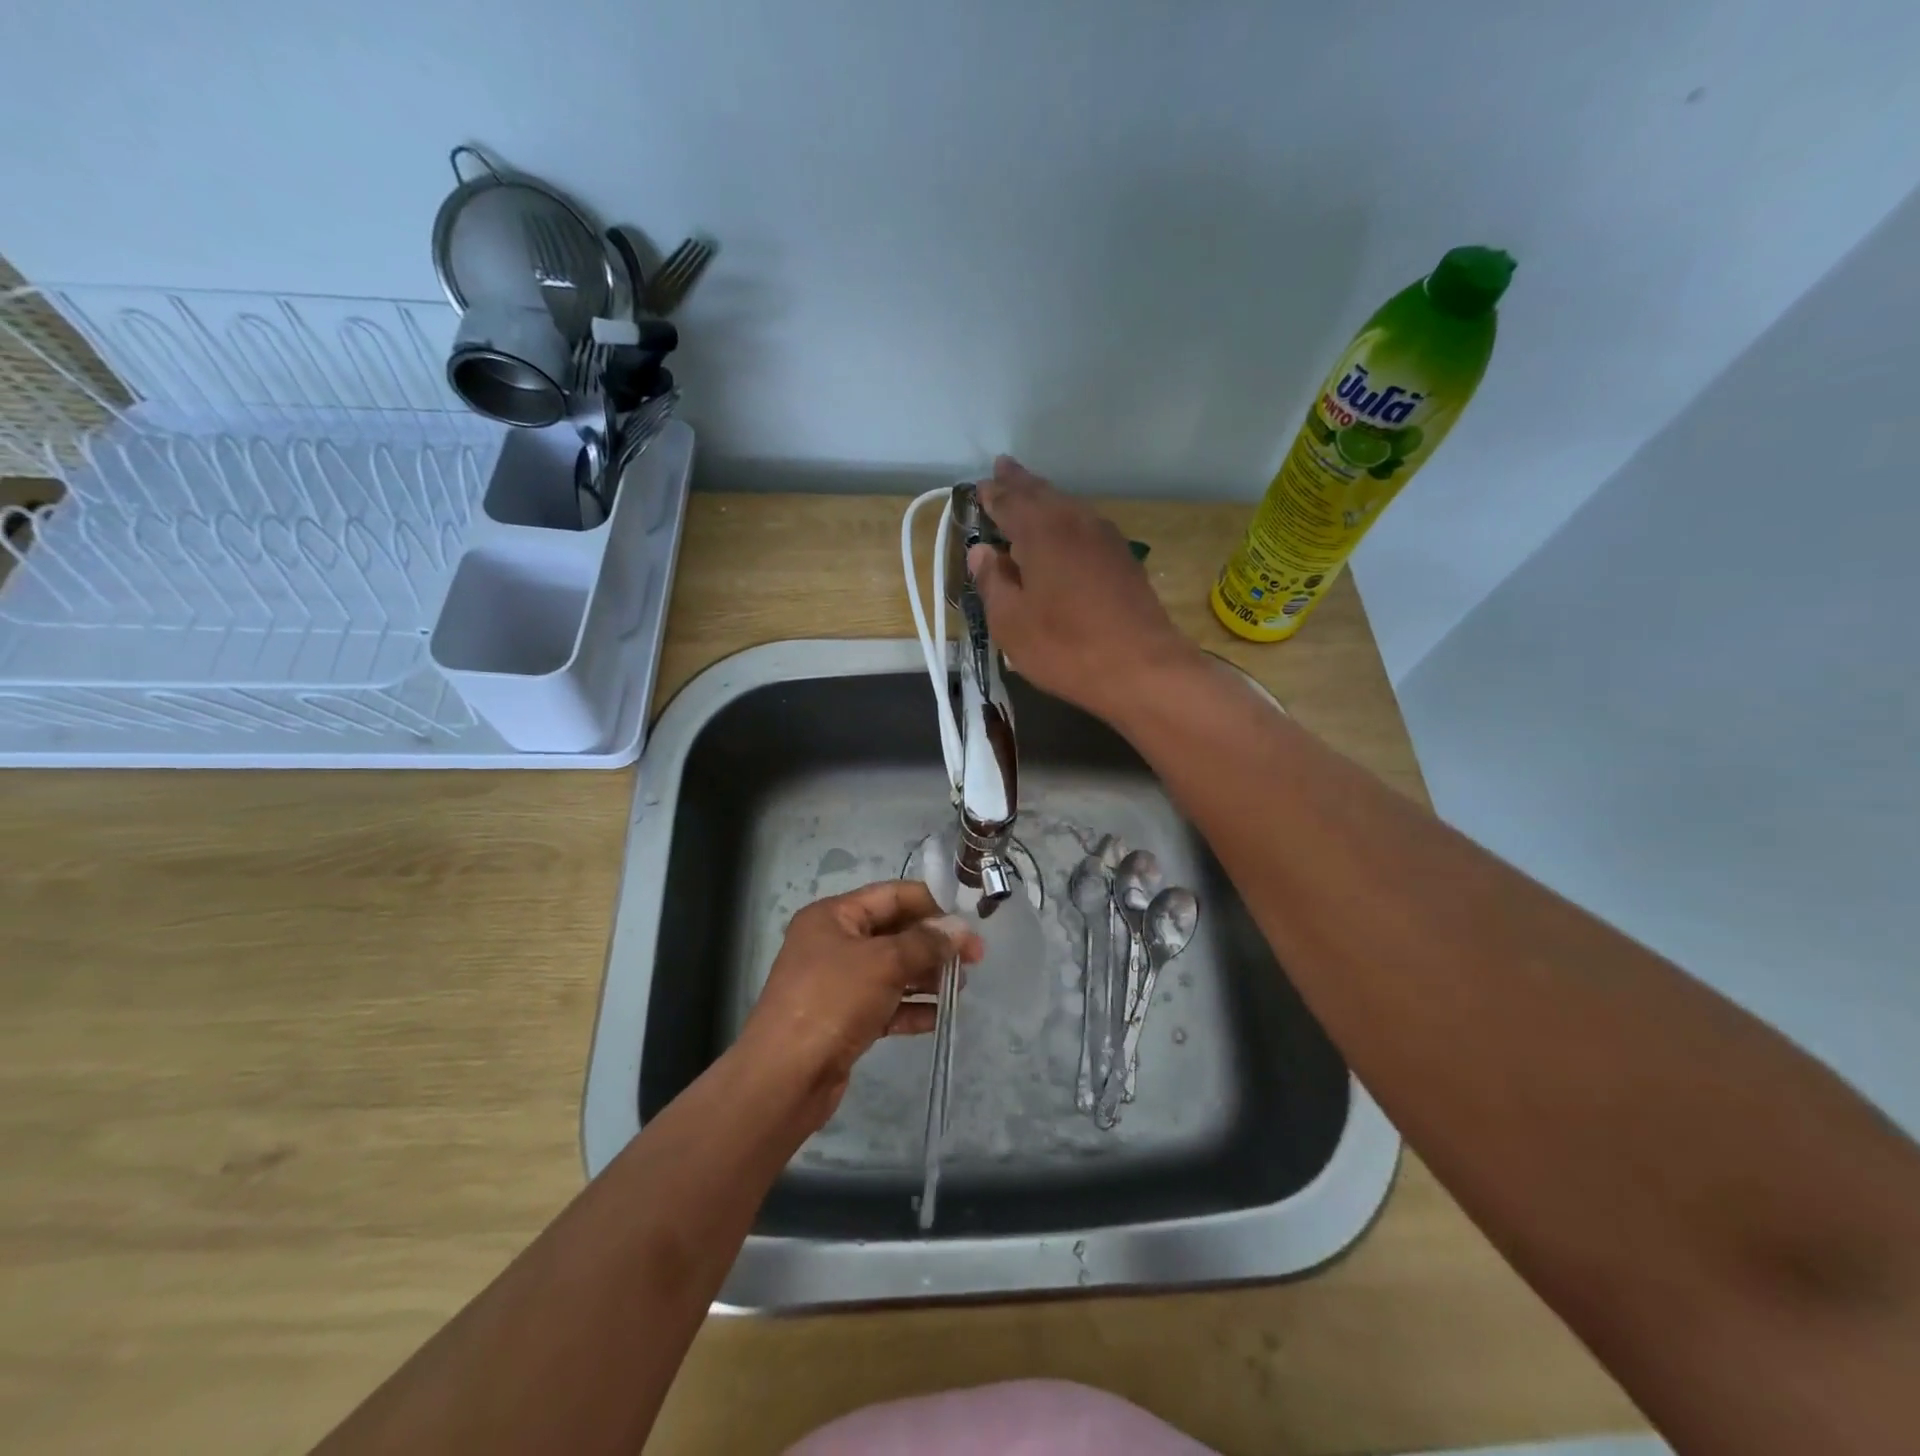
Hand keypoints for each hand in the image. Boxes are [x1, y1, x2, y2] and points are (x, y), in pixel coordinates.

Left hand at [741, 880, 982, 1128]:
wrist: (785, 1077)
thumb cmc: (832, 1001)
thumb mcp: (884, 962)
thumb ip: (926, 943)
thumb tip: (960, 929)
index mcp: (833, 916)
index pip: (891, 896)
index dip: (931, 903)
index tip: (968, 918)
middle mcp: (834, 944)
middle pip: (894, 933)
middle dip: (933, 944)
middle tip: (975, 958)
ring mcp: (838, 983)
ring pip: (892, 970)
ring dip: (926, 976)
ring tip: (960, 988)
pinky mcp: (844, 1020)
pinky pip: (885, 1005)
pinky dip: (911, 1008)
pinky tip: (939, 1017)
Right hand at [969, 456, 1201, 722]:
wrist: (1143, 668)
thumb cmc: (1065, 647)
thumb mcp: (1011, 622)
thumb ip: (992, 582)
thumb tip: (982, 552)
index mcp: (1041, 531)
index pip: (1009, 502)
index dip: (992, 495)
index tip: (979, 487)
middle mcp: (1075, 522)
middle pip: (1042, 494)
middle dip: (1020, 483)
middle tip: (1004, 469)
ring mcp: (1106, 538)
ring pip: (1068, 508)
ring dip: (1045, 500)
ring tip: (1030, 496)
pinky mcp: (1124, 560)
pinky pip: (1086, 527)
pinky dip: (1067, 522)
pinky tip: (1065, 535)